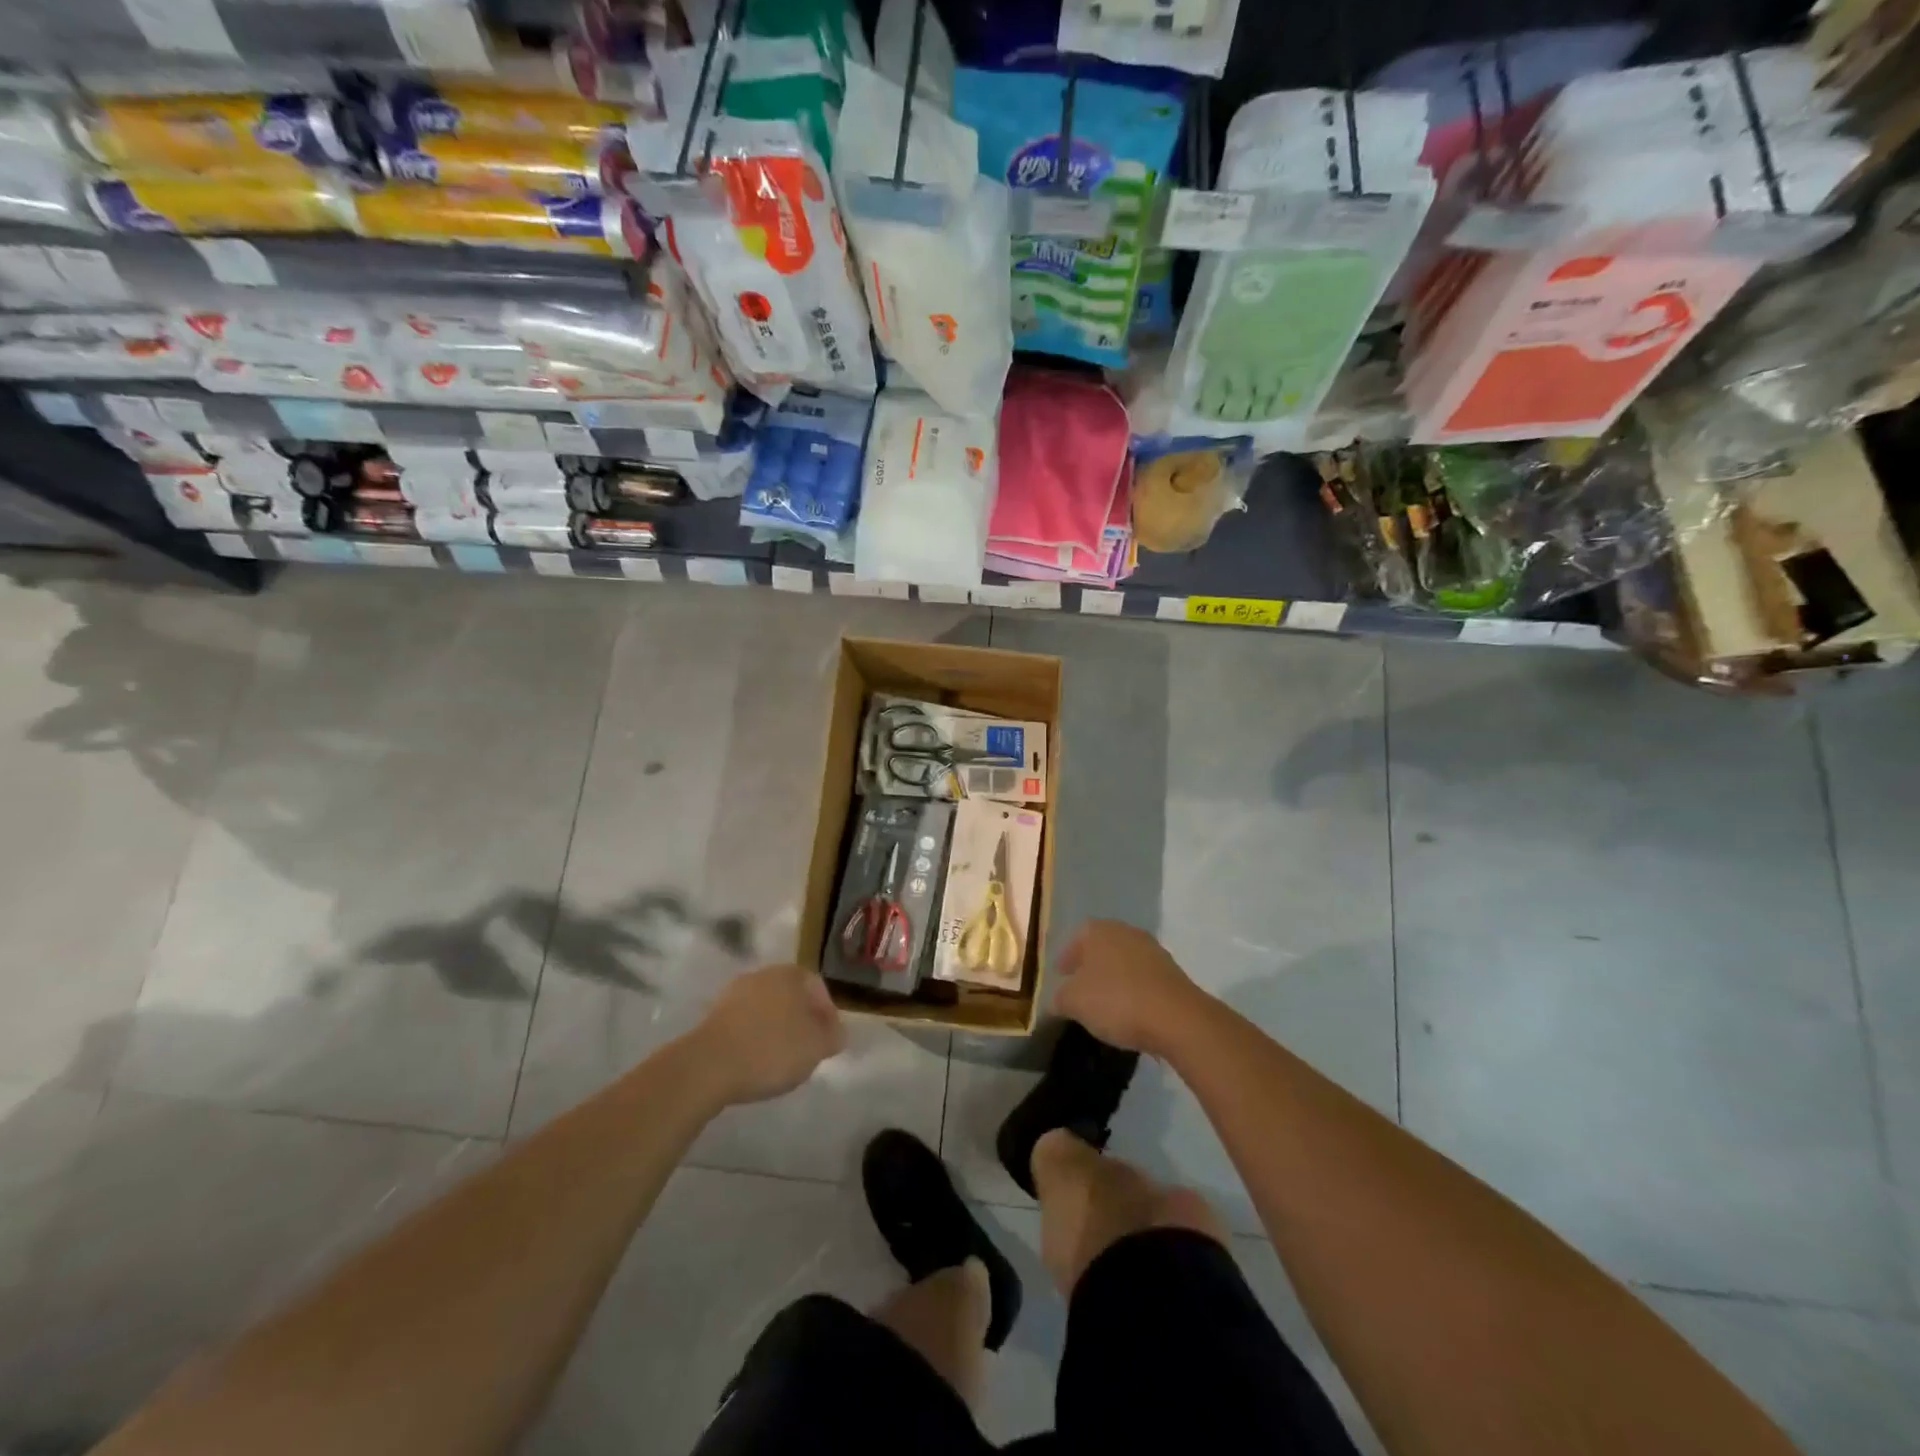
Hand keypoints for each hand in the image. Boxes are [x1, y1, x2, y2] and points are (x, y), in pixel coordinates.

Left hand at [696, 964, 845, 1103]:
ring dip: (776, 1030)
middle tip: (806, 1050)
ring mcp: (734, 993)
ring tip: (780, 1061)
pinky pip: (745, 1025)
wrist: (708, 1066)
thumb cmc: (771, 1049)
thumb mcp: (816, 1046)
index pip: (818, 988)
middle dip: (801, 1021)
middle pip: (791, 996)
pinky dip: (754, 1039)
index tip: (829, 1042)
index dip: (828, 1015)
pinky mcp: (713, 1016)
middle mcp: (763, 975)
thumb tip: (836, 1031)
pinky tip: (755, 1062)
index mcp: (791, 974)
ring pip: (767, 1010)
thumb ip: (833, 1036)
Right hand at [1054, 921, 1205, 1057]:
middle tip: (1080, 989)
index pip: (1076, 938)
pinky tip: (1129, 1012)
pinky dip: (1133, 991)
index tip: (1060, 976)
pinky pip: (1143, 980)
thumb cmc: (1116, 1000)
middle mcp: (1126, 932)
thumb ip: (1060, 998)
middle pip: (1102, 948)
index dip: (1066, 958)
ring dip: (1114, 979)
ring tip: (1104, 1004)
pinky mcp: (1172, 974)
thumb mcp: (1074, 1002)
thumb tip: (1057, 1000)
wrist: (1176, 1018)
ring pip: (1124, 963)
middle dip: (1090, 967)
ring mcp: (1153, 951)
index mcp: (1099, 931)